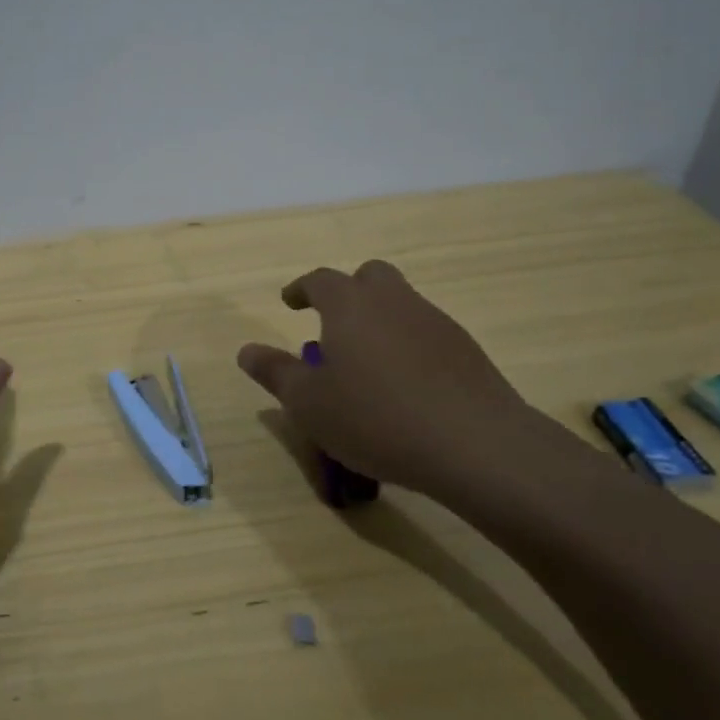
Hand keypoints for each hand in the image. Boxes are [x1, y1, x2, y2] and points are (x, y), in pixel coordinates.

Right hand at [237, 260, 551, 500]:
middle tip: (334, 325)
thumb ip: (275, 372)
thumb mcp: (309, 403)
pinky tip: (406, 385)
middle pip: (369, 276)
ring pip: (401, 303)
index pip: (319, 280)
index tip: (289, 302)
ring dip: (380, 319)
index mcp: (350, 304)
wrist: (473, 443)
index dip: (301, 289)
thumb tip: (245, 350)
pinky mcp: (465, 348)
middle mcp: (393, 300)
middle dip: (348, 292)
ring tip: (368, 363)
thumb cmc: (375, 417)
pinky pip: (426, 333)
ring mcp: (434, 321)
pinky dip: (408, 345)